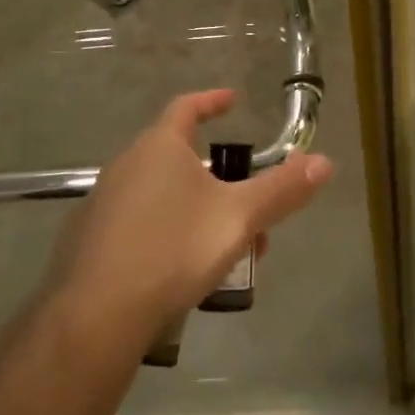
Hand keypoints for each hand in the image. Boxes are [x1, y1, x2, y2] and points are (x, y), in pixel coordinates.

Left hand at [50, 89, 331, 350]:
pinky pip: (140, 221)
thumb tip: (324, 162)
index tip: (232, 100)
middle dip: (219, 176)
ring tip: (226, 245)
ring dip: (197, 209)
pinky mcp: (90, 240)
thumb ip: (281, 190)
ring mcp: (103, 202)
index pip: (186, 107)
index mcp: (159, 147)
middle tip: (247, 202)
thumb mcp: (238, 218)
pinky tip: (183, 266)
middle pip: (178, 156)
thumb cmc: (173, 250)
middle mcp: (126, 165)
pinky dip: (168, 230)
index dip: (212, 101)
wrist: (97, 314)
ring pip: (162, 194)